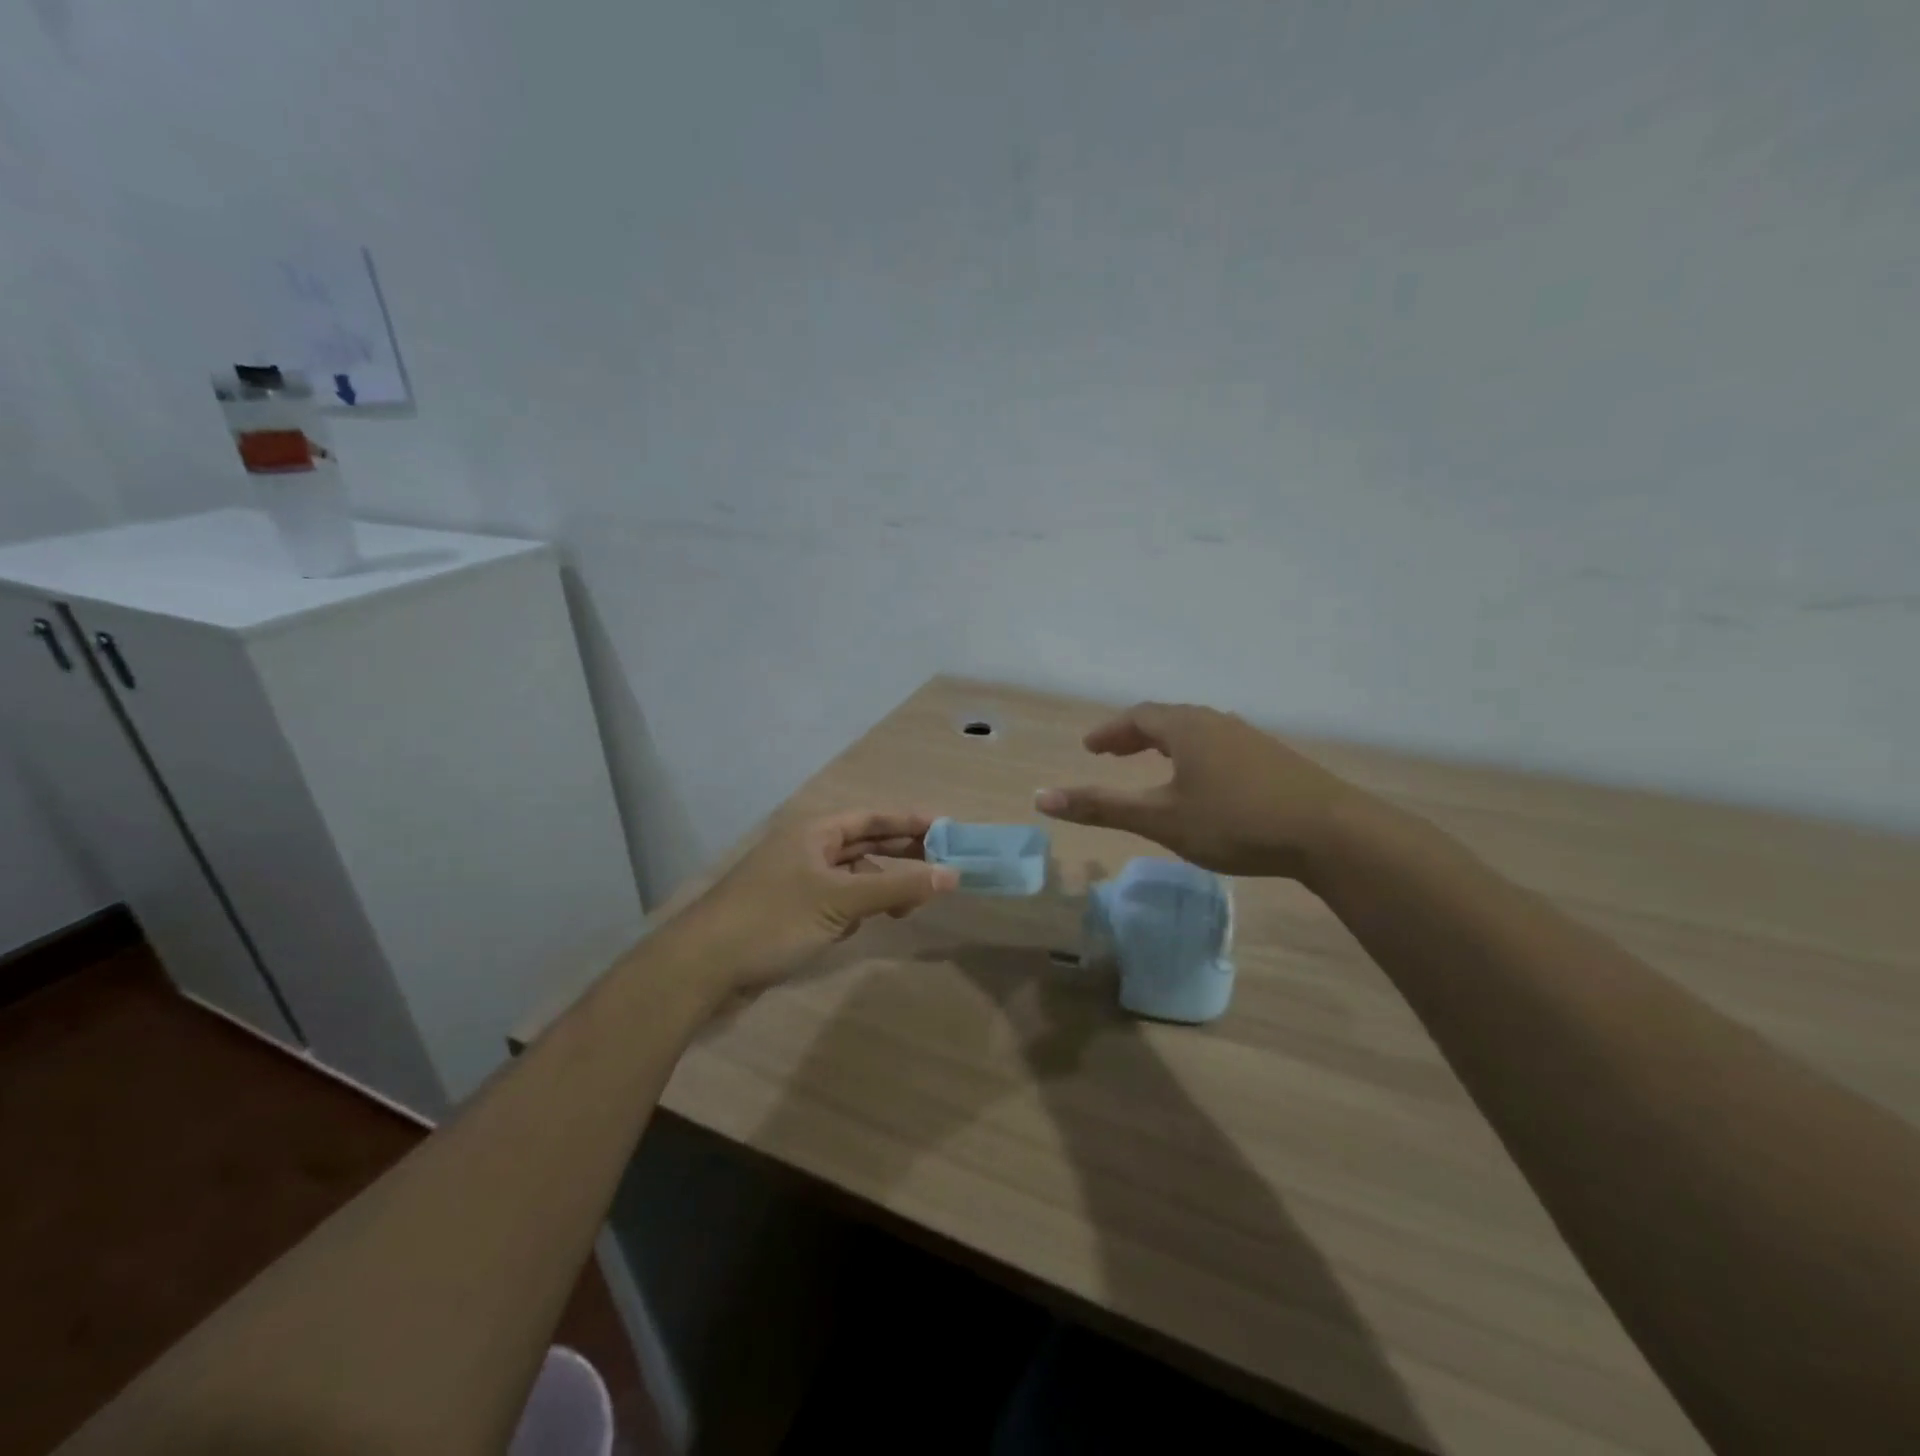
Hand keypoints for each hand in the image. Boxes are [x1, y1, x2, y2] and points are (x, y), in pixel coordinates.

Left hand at [675, 810, 959, 992]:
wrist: (702, 966)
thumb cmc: (774, 919)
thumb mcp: (841, 901)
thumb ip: (898, 888)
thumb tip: (953, 875)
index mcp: (815, 832)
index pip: (873, 818)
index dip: (910, 822)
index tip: (947, 830)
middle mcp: (807, 848)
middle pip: (864, 844)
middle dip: (901, 855)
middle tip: (943, 866)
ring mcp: (796, 880)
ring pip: (851, 876)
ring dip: (879, 889)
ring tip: (907, 908)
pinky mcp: (790, 911)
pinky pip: (835, 901)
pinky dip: (854, 910)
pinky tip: (860, 927)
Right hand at [1034, 703, 1361, 881]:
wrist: (1331, 833)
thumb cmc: (1235, 821)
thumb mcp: (1161, 819)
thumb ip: (1102, 807)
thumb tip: (1041, 798)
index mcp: (1186, 728)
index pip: (1137, 717)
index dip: (1109, 732)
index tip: (1089, 748)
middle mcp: (1217, 722)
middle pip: (1167, 719)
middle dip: (1135, 735)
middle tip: (1113, 754)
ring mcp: (1250, 739)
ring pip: (1196, 731)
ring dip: (1166, 744)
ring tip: (1153, 765)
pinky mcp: (1274, 760)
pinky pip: (1220, 745)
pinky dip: (1194, 755)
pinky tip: (1203, 782)